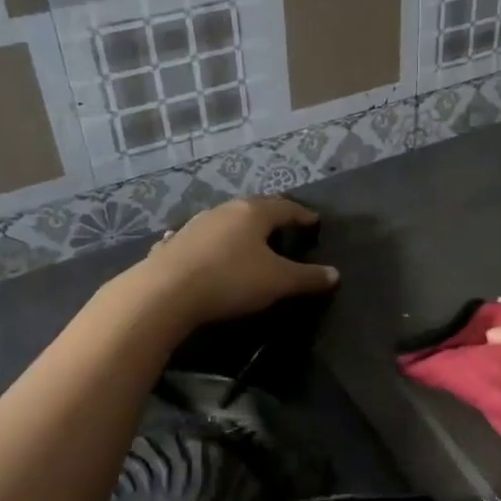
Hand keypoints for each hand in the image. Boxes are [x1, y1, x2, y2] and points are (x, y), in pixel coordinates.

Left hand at [139, 197, 338, 326]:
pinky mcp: (174, 244)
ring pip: (225, 220)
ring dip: (240, 228)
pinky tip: (207, 250)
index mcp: (253, 213)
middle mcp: (224, 210)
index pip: (286, 207)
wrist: (165, 293)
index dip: (302, 215)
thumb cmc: (231, 280)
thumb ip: (308, 277)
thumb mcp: (277, 282)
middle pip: (254, 208)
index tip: (314, 220)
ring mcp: (195, 225)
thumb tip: (335, 274)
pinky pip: (201, 238)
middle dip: (271, 216)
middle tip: (284, 224)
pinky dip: (212, 242)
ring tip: (250, 238)